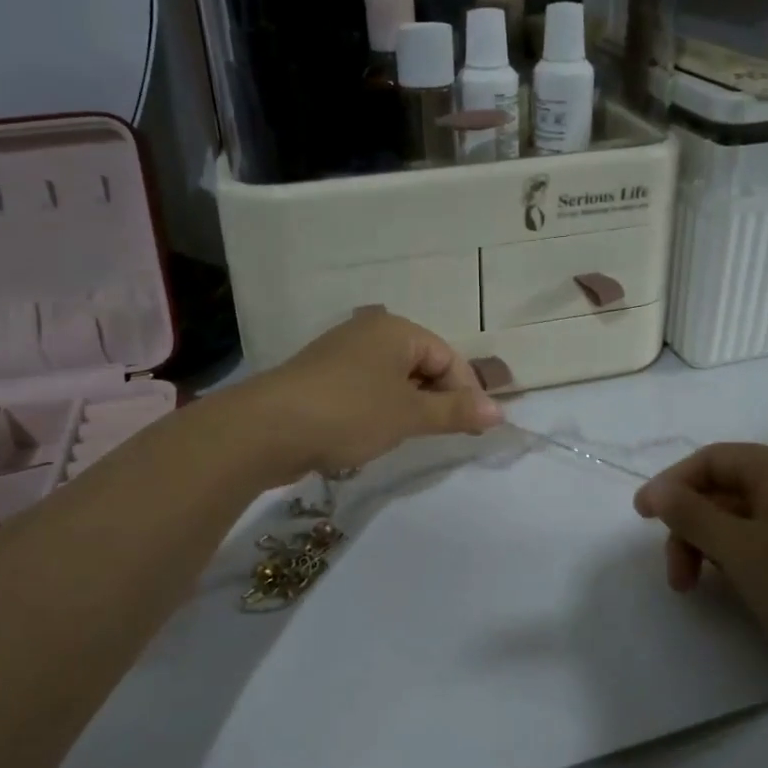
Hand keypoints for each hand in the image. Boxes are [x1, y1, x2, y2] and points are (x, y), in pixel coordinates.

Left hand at [246, 310, 502, 480]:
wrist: (267, 429)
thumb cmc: (350, 413)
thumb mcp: (409, 415)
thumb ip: (455, 412)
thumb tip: (500, 412)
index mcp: (396, 330)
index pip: (448, 357)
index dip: (466, 392)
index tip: (474, 429)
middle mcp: (369, 333)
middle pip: (421, 364)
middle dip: (438, 400)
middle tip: (445, 435)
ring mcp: (341, 354)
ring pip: (393, 379)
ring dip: (409, 407)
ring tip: (410, 437)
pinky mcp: (321, 378)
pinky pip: (366, 389)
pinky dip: (380, 409)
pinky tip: (374, 434)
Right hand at [634, 443, 767, 737]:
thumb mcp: (738, 549)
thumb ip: (690, 514)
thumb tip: (657, 491)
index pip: (712, 459)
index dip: (671, 484)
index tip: (640, 519)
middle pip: (724, 490)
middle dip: (691, 528)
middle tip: (676, 576)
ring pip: (742, 519)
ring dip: (710, 547)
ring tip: (698, 589)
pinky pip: (766, 539)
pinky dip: (739, 558)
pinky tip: (734, 587)